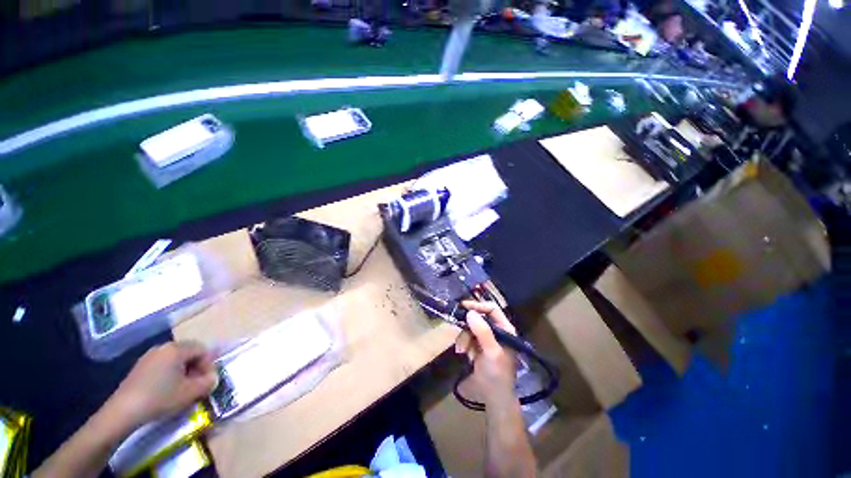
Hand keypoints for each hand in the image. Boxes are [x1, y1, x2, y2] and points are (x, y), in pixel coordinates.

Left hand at [105, 341, 218, 429]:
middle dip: (197, 368)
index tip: (206, 382)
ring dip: (184, 372)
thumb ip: (207, 382)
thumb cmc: (160, 398)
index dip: (209, 365)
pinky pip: (163, 365)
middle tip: (197, 385)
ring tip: (183, 389)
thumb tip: (213, 378)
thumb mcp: (190, 392)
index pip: (203, 350)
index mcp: (177, 348)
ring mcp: (149, 356)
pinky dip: (170, 374)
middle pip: (189, 352)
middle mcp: (164, 347)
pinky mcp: (140, 367)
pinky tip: (167, 390)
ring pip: (176, 359)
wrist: (123, 411)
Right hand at [454, 301, 516, 405]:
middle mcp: (497, 331)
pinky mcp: (478, 346)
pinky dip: (464, 344)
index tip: (463, 306)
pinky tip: (464, 354)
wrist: (493, 398)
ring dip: (464, 338)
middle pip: (479, 318)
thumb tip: (470, 312)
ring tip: (462, 351)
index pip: (492, 309)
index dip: (478, 306)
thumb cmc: (497, 374)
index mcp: (505, 329)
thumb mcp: (491, 352)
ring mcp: (487, 339)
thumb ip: (482, 331)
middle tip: (458, 330)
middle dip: (467, 327)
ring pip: (470, 328)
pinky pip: (467, 337)